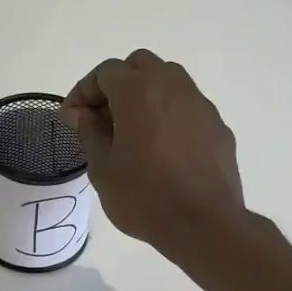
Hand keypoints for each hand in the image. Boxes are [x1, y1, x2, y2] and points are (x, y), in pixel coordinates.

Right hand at [62, 51, 245, 262]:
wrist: (205, 225)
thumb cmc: (144, 197)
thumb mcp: (102, 169)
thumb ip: (88, 132)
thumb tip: (80, 113)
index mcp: (139, 92)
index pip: (105, 72)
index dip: (84, 91)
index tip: (73, 119)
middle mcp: (172, 87)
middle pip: (140, 65)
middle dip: (117, 84)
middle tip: (103, 118)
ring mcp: (200, 105)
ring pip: (169, 80)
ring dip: (146, 96)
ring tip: (133, 131)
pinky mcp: (218, 126)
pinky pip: (187, 108)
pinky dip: (169, 116)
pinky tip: (163, 150)